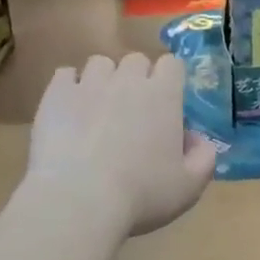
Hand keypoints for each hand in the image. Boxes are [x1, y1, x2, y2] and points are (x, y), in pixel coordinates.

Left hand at [28, 53, 218, 236]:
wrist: (78, 199)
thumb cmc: (141, 194)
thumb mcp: (189, 186)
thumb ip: (204, 158)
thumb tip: (198, 140)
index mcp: (163, 95)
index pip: (172, 64)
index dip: (170, 80)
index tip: (167, 103)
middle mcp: (127, 80)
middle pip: (136, 60)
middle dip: (137, 79)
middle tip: (134, 111)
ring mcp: (89, 84)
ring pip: (100, 63)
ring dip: (104, 80)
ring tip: (99, 109)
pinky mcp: (56, 94)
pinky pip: (65, 75)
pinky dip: (70, 87)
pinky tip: (70, 110)